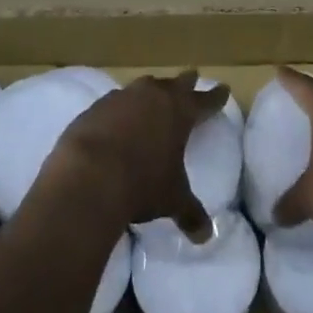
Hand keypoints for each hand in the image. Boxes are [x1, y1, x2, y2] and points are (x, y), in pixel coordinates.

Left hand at [44, 71, 228, 240]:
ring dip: (152, 92)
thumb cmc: (141, 184)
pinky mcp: (96, 107)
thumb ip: (190, 213)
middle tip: (193, 77)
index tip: (224, 88)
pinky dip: (122, 108)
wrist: (88, 175)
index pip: (205, 101)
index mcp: (180, 112)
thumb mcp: (172, 200)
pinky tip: (118, 119)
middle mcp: (154, 96)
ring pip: (144, 87)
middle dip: (187, 82)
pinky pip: (116, 102)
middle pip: (176, 83)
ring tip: (154, 96)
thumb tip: (206, 236)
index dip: (216, 97)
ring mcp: (123, 97)